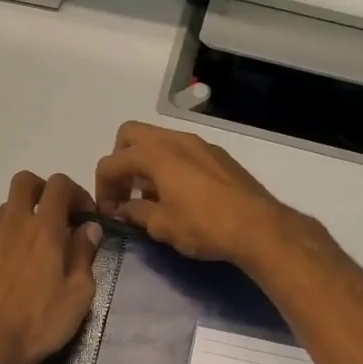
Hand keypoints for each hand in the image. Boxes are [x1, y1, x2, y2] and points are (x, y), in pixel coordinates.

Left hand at [0, 172, 102, 363]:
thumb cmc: (40, 323)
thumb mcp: (78, 293)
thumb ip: (84, 254)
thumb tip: (89, 228)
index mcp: (43, 230)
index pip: (58, 184)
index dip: (76, 192)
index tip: (85, 216)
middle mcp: (13, 227)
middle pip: (24, 182)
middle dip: (43, 190)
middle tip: (58, 216)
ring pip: (6, 211)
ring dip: (25, 218)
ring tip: (38, 250)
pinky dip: (8, 247)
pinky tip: (15, 278)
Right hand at [93, 122, 295, 266]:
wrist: (259, 227)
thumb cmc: (204, 226)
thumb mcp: (161, 225)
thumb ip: (136, 212)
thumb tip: (124, 208)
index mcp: (156, 154)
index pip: (111, 162)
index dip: (102, 187)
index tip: (109, 212)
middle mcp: (176, 140)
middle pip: (131, 135)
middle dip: (120, 161)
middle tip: (125, 192)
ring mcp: (199, 144)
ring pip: (158, 141)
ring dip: (145, 163)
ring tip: (150, 197)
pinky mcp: (218, 156)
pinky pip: (181, 151)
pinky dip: (168, 165)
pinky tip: (177, 195)